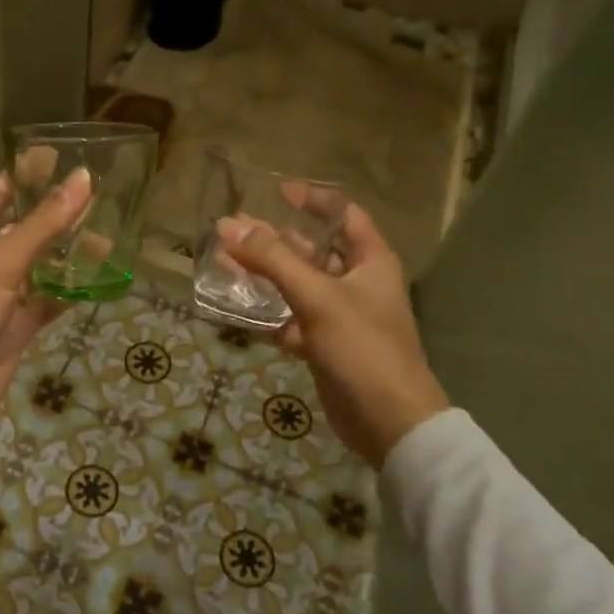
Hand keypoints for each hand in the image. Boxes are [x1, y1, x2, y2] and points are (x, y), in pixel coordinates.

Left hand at [0, 167, 92, 423]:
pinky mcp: (16, 325)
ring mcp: (0, 295)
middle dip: (56, 215)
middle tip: (99, 196)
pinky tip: (100, 277)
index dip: (27, 176)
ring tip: (108, 230)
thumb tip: (83, 179)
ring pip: (39, 265)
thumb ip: (43, 222)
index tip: (66, 160)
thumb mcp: (1, 260)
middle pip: (22, 228)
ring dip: (67, 253)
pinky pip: (47, 300)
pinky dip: (69, 291)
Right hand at [221, 203, 448, 466]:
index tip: (276, 191)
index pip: (343, 215)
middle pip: (311, 250)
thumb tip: (228, 227)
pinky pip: (291, 319)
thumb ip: (273, 260)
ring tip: (225, 261)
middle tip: (232, 229)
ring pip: (297, 286)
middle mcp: (356, 283)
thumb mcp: (317, 297)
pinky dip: (267, 313)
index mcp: (370, 262)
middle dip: (273, 239)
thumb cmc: (363, 348)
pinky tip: (237, 307)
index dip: (312, 200)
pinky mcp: (324, 345)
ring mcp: (339, 316)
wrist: (388, 422)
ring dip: (264, 275)